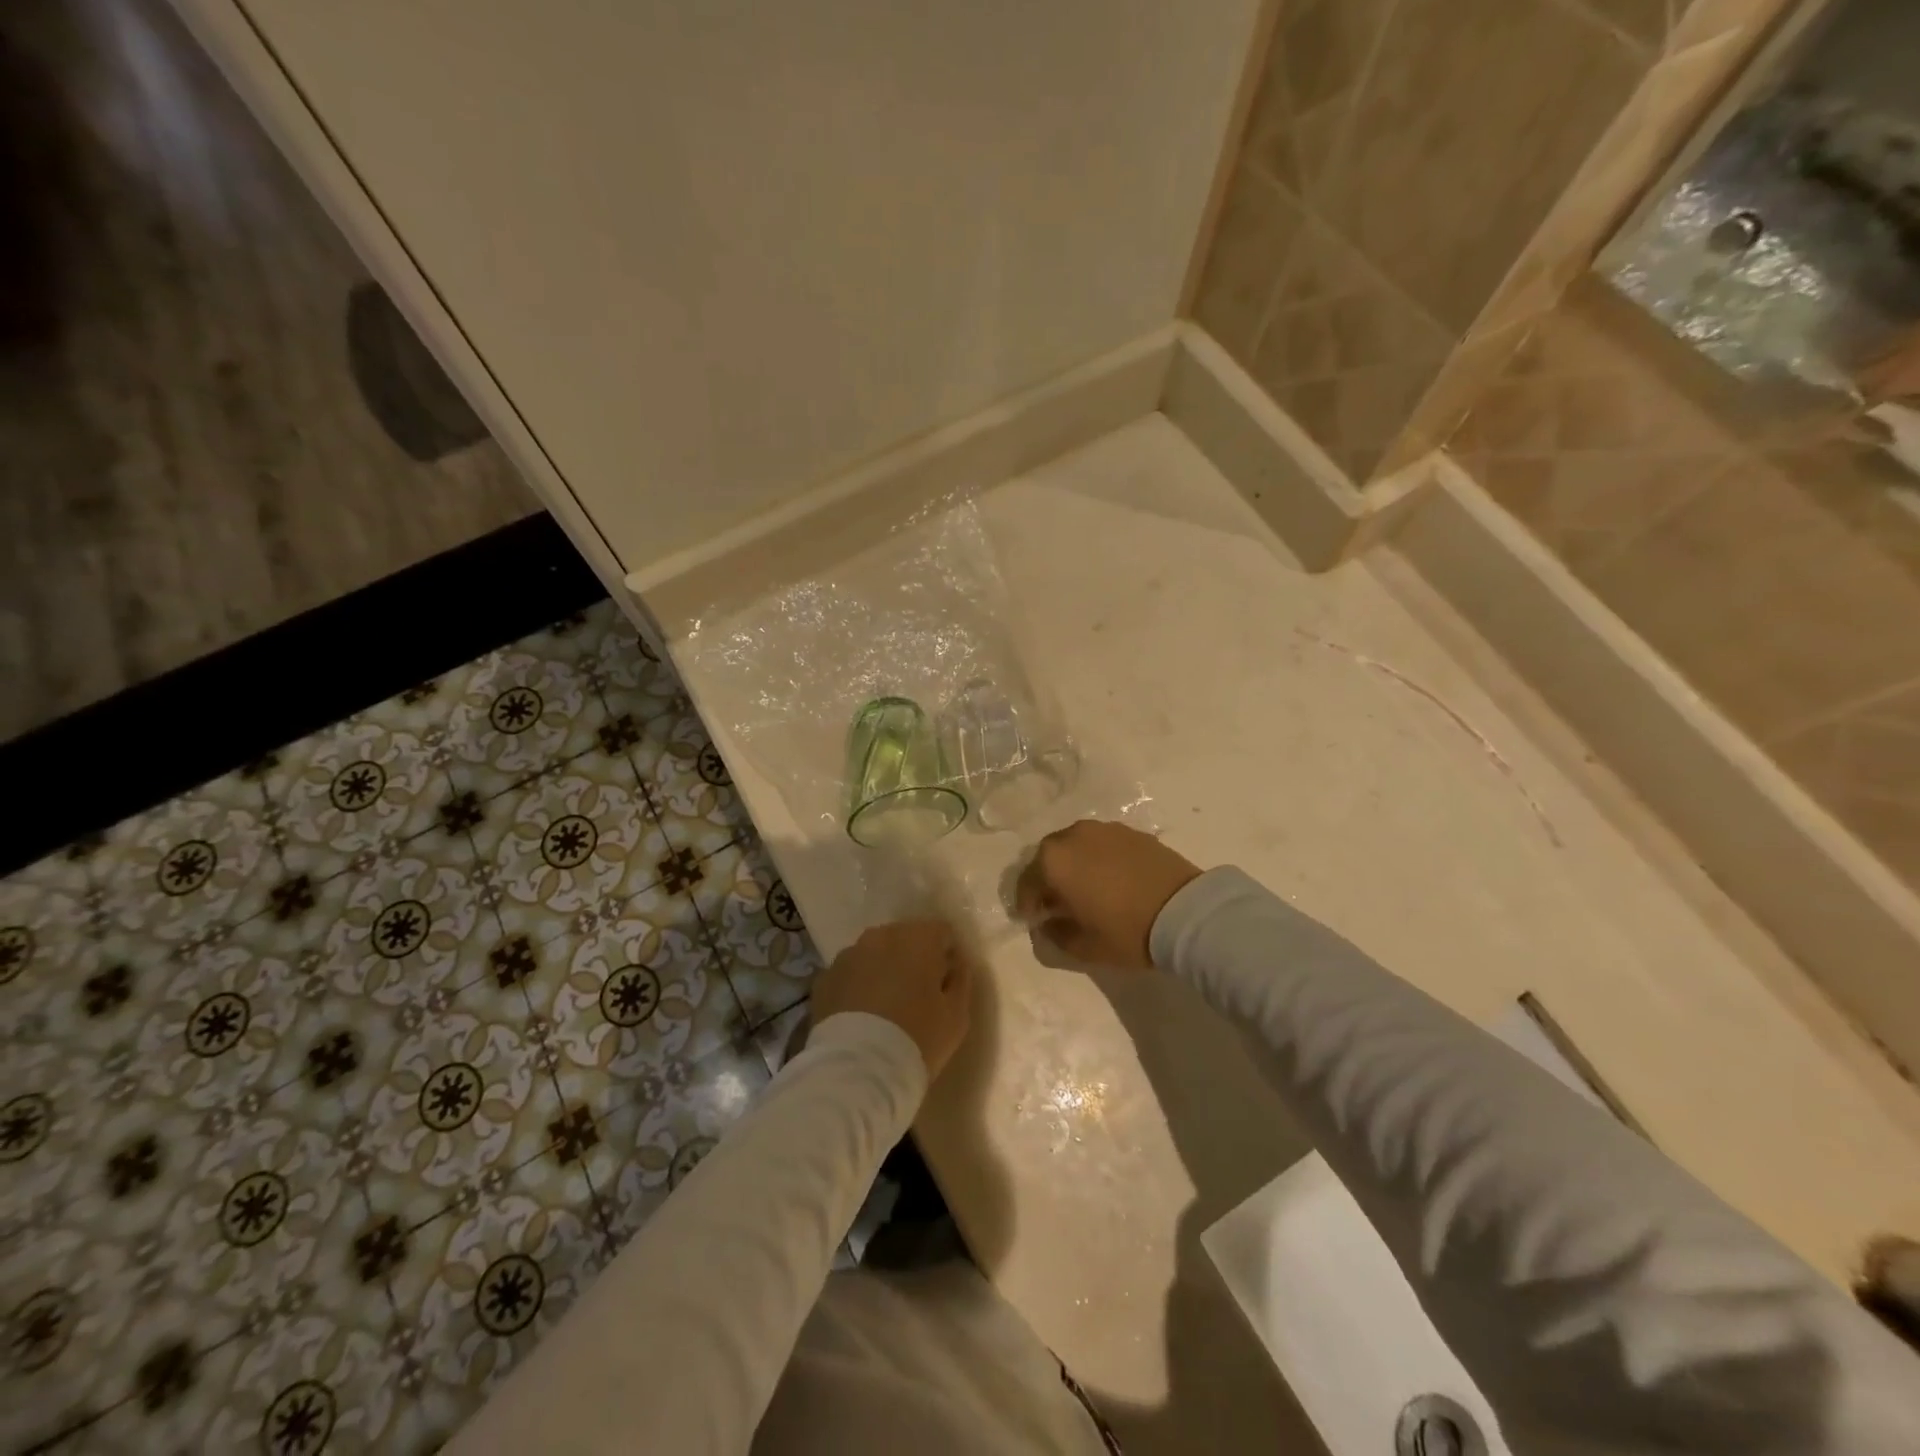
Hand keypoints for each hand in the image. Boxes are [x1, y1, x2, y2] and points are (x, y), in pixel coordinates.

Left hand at [811, 919, 973, 1081]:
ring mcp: (849, 954)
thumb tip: (955, 963)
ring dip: (883, 970)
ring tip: (885, 1008)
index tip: (946, 983)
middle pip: (905, 938)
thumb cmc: (918, 1037)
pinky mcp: (825, 977)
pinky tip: (862, 1016)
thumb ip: (961, 979)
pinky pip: (850, 974)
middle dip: (913, 959)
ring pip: (874, 954)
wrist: (859, 1068)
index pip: (941, 932)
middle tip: (917, 995)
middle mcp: (882, 935)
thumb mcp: (957, 1014)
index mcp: (919, 937)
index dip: (947, 955)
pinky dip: (858, 986)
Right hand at [1014, 820, 1202, 970]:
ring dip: (1073, 865)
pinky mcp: (1131, 832)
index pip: (1026, 881)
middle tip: (1056, 903)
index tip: (1033, 920)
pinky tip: (1111, 880)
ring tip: (1085, 890)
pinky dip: (1098, 859)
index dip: (1026, 904)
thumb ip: (1056, 934)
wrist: (1186, 913)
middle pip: (1049, 857)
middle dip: (1048, 879)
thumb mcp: (1084, 946)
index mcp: (1054, 861)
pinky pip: (1102, 844)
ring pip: (1076, 846)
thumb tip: (1047, 924)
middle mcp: (1073, 836)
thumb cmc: (1126, 931)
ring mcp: (1104, 830)